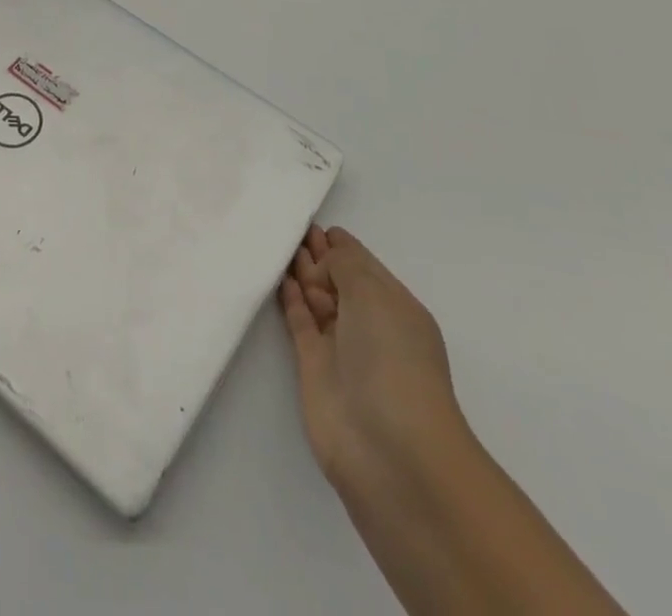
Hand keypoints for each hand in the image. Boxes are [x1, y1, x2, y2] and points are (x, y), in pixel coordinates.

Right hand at [280, 224, 468, 494]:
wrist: (390, 450)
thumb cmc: (392, 361)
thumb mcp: (374, 296)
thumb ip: (344, 265)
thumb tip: (323, 259)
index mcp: (395, 306)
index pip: (363, 264)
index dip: (339, 244)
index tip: (310, 221)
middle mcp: (369, 324)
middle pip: (338, 279)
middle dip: (317, 254)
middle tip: (287, 228)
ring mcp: (341, 346)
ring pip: (317, 298)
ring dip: (301, 273)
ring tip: (277, 245)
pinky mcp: (314, 367)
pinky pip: (299, 321)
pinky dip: (289, 299)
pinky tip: (277, 278)